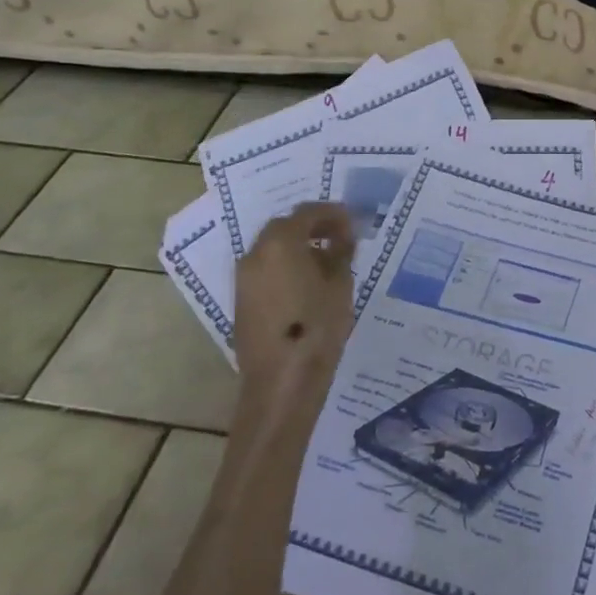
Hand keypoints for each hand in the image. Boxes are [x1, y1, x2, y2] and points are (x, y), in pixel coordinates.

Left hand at [232, 203, 356, 402]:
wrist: (281, 382)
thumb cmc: (317, 328)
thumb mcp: (340, 285)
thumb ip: (340, 253)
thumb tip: (341, 238)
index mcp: (280, 243)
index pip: (308, 212)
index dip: (333, 213)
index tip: (353, 223)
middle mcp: (255, 253)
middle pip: (285, 226)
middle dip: (313, 226)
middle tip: (340, 238)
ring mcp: (244, 278)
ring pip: (273, 248)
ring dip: (298, 246)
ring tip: (327, 261)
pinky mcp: (242, 300)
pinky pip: (266, 269)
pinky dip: (286, 265)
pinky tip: (308, 282)